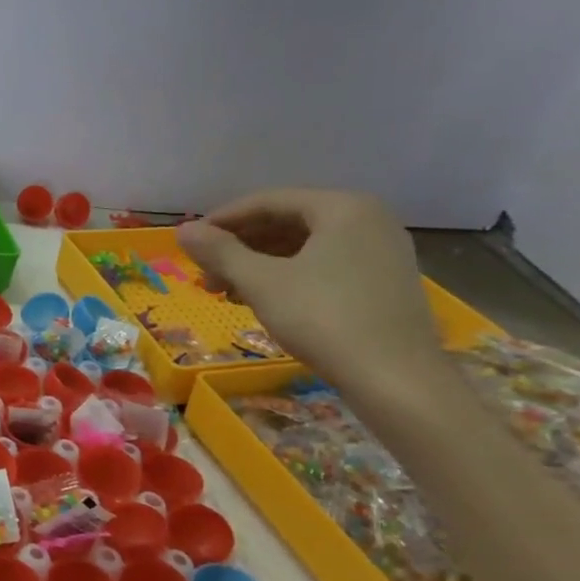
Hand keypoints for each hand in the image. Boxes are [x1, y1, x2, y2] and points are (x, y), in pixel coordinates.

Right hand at [178, 189, 447, 394]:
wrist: (396, 379)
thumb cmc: (323, 317)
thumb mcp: (260, 282)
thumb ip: (219, 251)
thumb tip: (183, 230)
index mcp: (342, 207)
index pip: (268, 201)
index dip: (222, 220)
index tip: (191, 243)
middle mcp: (368, 220)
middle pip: (287, 221)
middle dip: (240, 245)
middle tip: (206, 271)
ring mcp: (381, 252)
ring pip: (305, 246)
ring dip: (259, 263)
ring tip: (226, 290)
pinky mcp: (384, 283)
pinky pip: (325, 265)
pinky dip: (288, 276)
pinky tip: (262, 299)